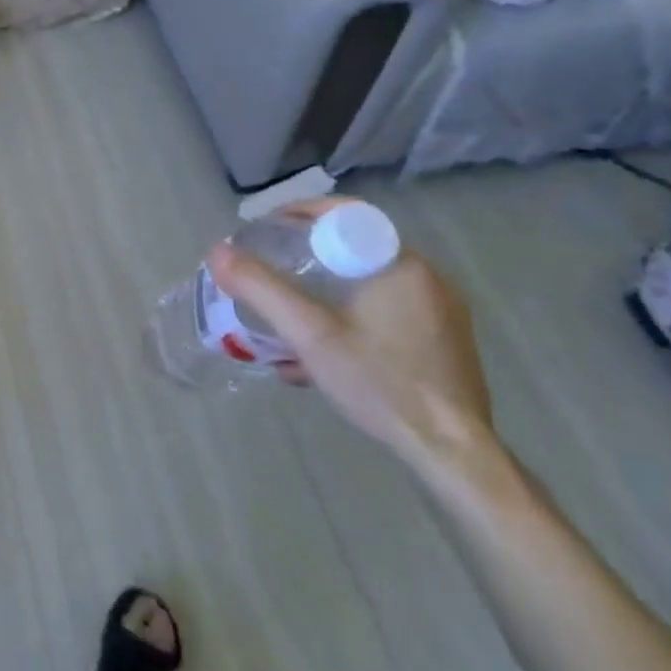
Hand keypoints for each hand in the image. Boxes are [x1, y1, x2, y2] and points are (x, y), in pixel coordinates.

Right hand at [208, 200, 494, 471]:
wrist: (453, 454)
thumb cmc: (381, 383)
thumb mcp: (309, 335)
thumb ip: (261, 290)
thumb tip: (217, 252)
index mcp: (400, 264)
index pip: (342, 215)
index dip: (297, 216)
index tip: (263, 232)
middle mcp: (426, 278)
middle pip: (351, 250)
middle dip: (304, 259)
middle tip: (267, 271)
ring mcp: (439, 312)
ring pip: (365, 283)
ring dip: (323, 291)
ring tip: (286, 312)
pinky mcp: (441, 342)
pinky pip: (383, 311)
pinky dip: (348, 316)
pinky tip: (320, 351)